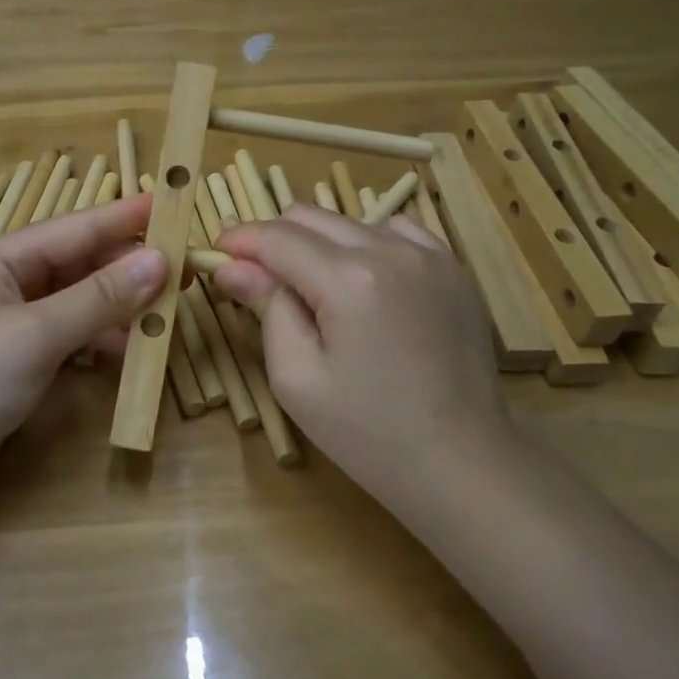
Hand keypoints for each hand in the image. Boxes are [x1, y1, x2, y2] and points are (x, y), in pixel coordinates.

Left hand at [0, 194, 167, 501]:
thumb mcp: (37, 334)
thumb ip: (100, 297)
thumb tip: (159, 261)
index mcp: (4, 257)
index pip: (76, 227)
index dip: (126, 216)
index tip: (173, 204)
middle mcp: (10, 279)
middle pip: (82, 262)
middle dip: (129, 266)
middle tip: (183, 270)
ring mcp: (15, 318)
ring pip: (81, 299)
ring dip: (120, 305)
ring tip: (167, 311)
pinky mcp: (21, 354)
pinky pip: (72, 332)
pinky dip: (101, 337)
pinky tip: (132, 347)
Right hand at [211, 205, 517, 505]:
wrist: (461, 461)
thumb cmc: (367, 432)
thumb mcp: (297, 377)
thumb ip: (265, 308)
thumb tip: (231, 266)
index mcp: (348, 279)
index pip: (277, 238)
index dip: (239, 240)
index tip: (217, 253)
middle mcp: (391, 250)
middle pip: (310, 217)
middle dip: (274, 239)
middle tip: (257, 278)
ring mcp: (430, 255)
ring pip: (351, 221)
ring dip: (319, 243)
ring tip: (315, 289)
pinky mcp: (454, 268)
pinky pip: (397, 231)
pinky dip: (367, 244)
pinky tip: (365, 283)